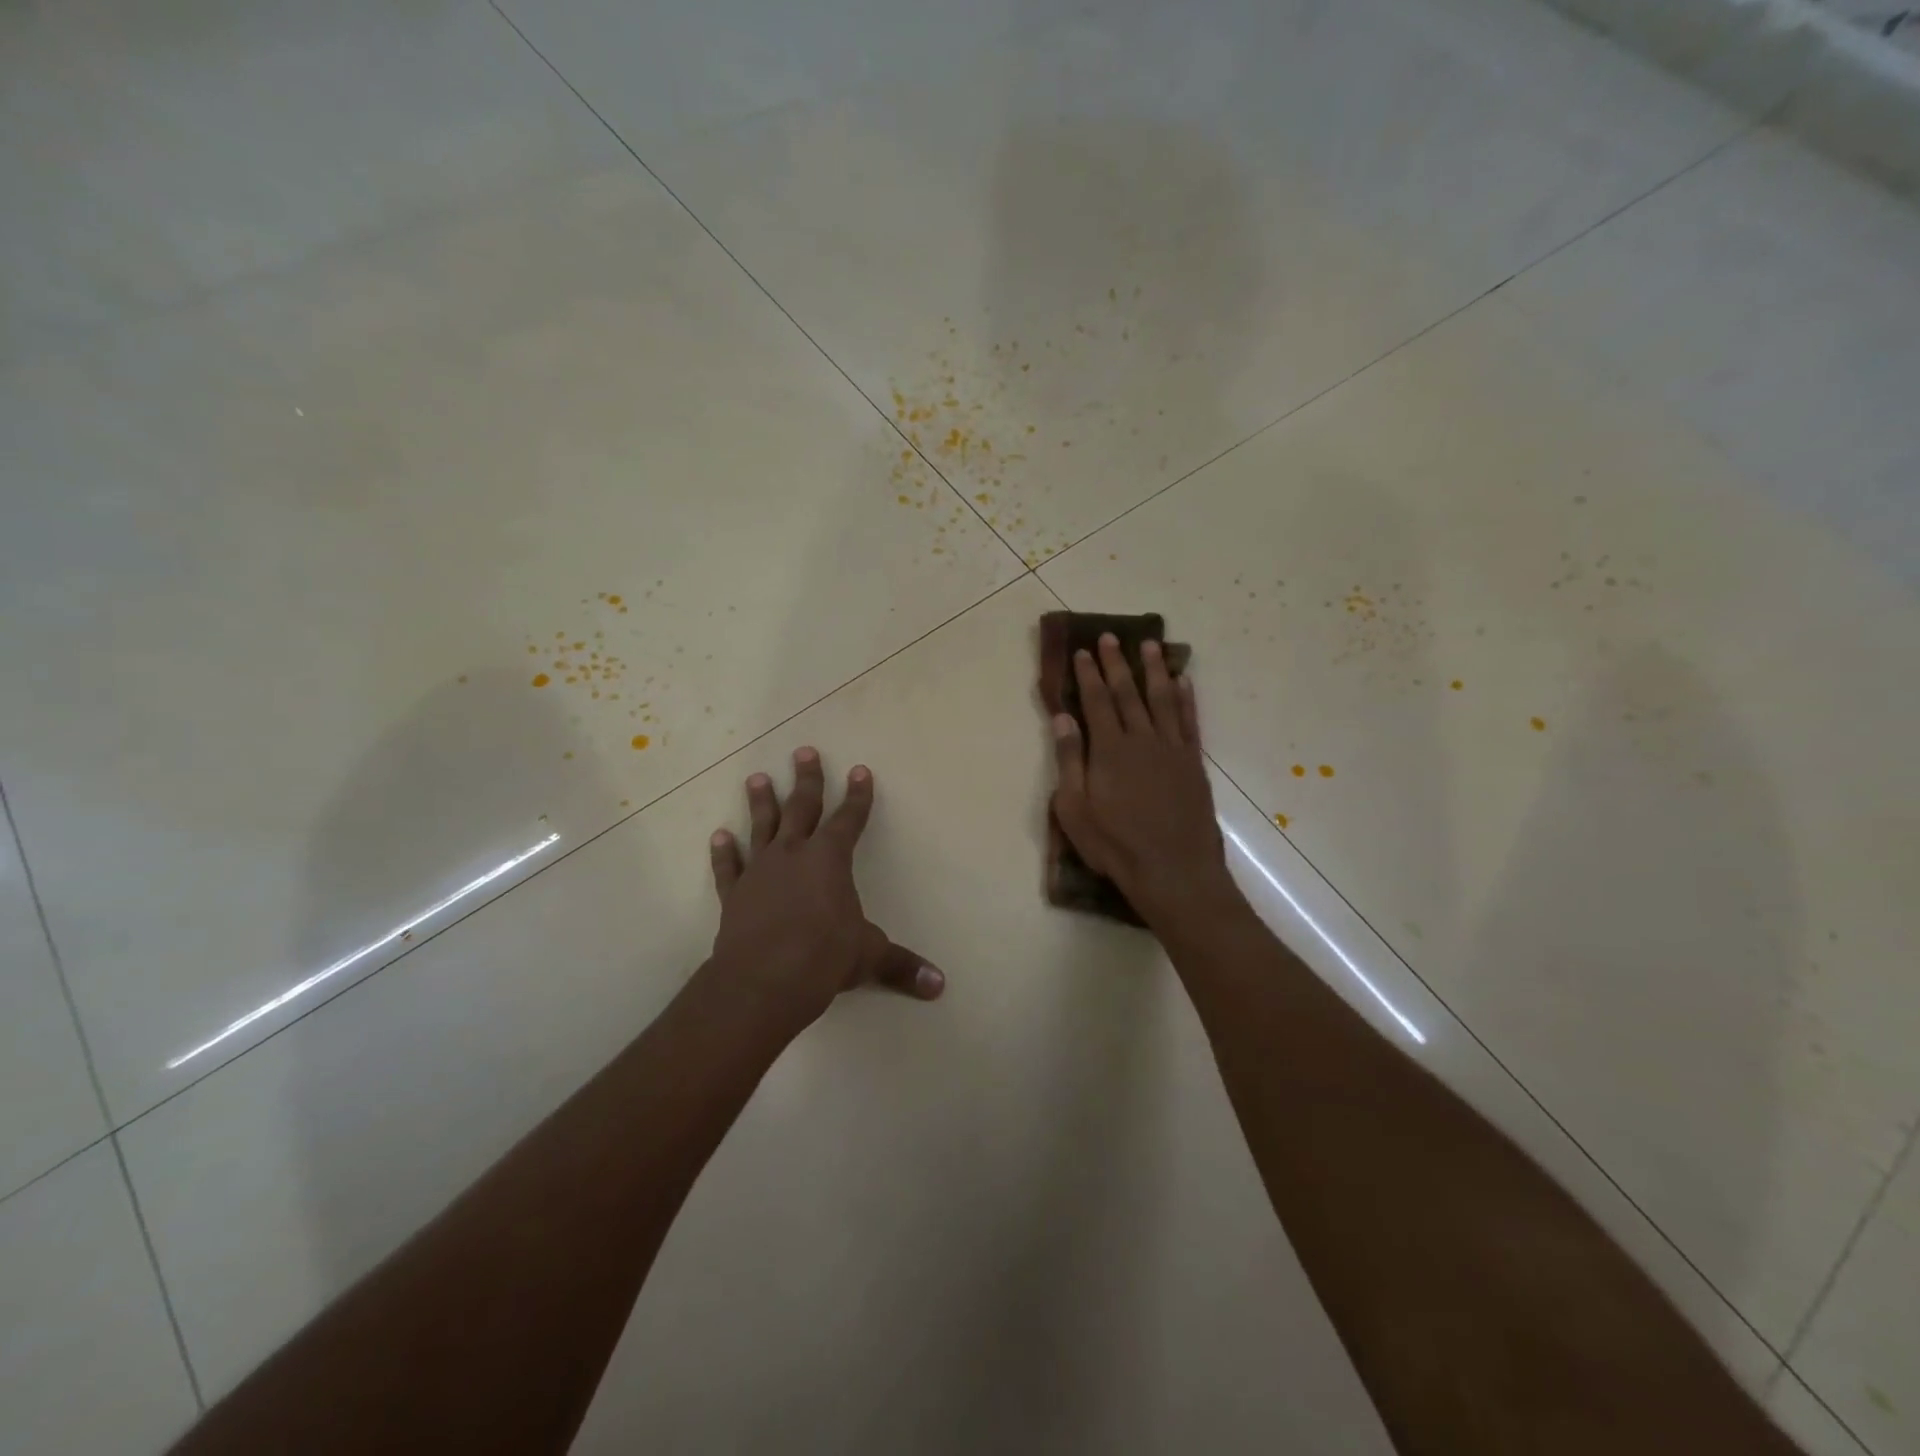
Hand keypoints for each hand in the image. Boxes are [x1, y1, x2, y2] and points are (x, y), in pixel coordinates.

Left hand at [707, 746, 943, 1030]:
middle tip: (804, 752)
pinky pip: (729, 867)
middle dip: (807, 780)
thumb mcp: (868, 957)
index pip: (849, 819)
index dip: (858, 796)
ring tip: (757, 778)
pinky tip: (719, 836)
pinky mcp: (735, 894)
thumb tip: (940, 985)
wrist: (762, 981)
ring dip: (761, 802)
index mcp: (830, 859)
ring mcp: (760, 871)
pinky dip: (724, 853)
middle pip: (802, 808)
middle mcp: (794, 855)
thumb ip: (902, 966)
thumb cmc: (823, 958)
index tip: (860, 770)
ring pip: (762, 827)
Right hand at [1051, 635, 1239, 926]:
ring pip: (1162, 699)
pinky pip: (1189, 721)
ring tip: (1150, 645)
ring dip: (1154, 670)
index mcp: (1109, 749)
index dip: (1088, 674)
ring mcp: (1172, 749)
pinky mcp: (1193, 763)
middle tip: (1110, 636)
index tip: (1083, 650)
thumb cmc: (1115, 845)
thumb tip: (1062, 717)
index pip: (1096, 701)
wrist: (1173, 871)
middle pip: (1127, 693)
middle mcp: (1142, 740)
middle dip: (1116, 663)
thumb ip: (1069, 760)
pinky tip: (1183, 682)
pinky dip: (1186, 699)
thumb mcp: (1074, 809)